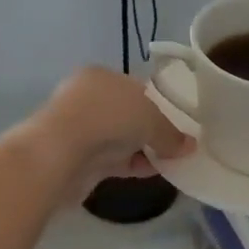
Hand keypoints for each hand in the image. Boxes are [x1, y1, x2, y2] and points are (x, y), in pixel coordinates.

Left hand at [26, 66, 193, 193]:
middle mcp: (87, 98)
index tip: (178, 121)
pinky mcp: (77, 159)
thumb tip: (189, 146)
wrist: (59, 153)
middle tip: (176, 144)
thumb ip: (171, 133)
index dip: (159, 104)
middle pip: (127, 114)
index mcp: (100, 76)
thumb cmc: (108, 118)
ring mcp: (79, 130)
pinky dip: (132, 164)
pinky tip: (153, 172)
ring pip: (119, 139)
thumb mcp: (151, 119)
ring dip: (143, 149)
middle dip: (151, 129)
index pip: (135, 88)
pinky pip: (112, 160)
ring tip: (171, 161)